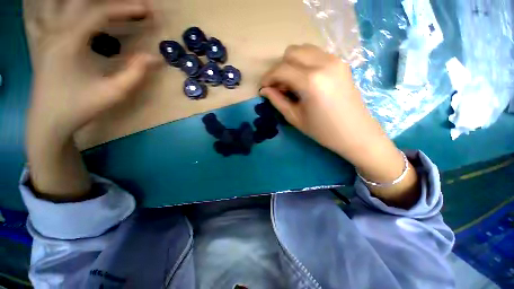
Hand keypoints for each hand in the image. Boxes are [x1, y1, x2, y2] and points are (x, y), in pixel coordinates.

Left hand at [25, 0, 156, 198]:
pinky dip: (49, 5)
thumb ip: (135, 73)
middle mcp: (53, 31)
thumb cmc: (80, 107)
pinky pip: (40, 14)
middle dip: (105, 0)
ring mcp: (43, 35)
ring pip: (53, 2)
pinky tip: (58, 7)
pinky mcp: (40, 43)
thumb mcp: (113, 93)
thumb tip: (154, 57)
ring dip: (75, 0)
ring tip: (95, 3)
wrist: (49, 122)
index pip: (99, 13)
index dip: (125, 9)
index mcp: (69, 41)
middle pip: (77, 0)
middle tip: (128, 5)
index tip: (147, 10)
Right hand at [260, 44, 388, 165]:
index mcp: (311, 81)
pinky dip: (304, 63)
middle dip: (279, 68)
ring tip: (291, 83)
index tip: (263, 87)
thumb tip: (264, 90)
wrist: (356, 132)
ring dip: (292, 63)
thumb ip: (278, 101)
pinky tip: (304, 79)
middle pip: (291, 52)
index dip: (268, 77)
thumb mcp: (295, 118)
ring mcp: (335, 60)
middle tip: (278, 86)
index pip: (281, 69)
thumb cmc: (323, 130)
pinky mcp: (341, 63)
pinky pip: (316, 54)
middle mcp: (324, 63)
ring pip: (304, 49)